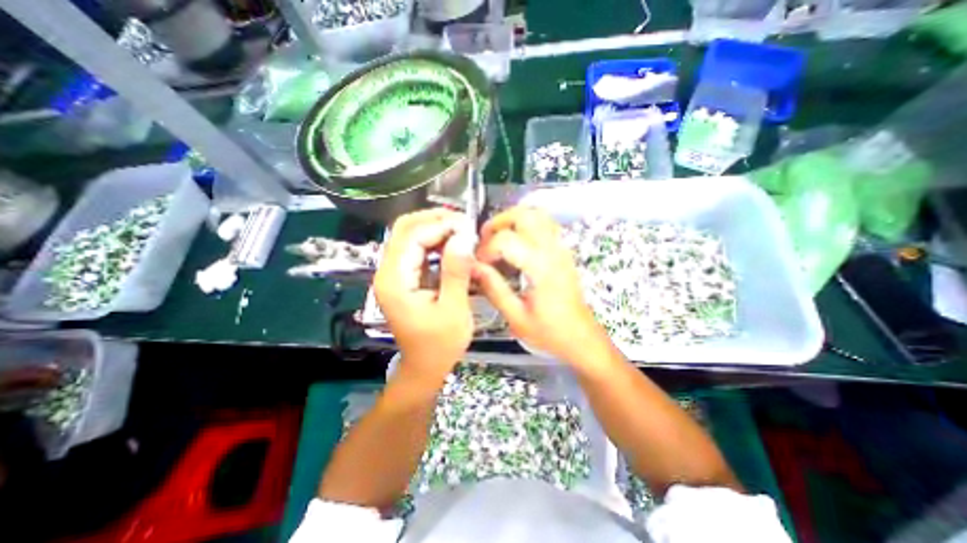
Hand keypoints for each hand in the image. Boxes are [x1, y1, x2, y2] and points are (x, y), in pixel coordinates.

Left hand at [374, 209, 475, 379]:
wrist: (425, 366)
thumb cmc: (440, 345)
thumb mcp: (454, 309)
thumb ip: (456, 272)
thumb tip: (463, 237)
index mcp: (395, 281)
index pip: (413, 236)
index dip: (440, 225)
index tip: (468, 226)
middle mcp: (388, 272)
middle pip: (405, 229)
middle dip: (435, 220)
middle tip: (465, 223)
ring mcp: (394, 273)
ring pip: (410, 235)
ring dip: (436, 228)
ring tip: (462, 230)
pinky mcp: (403, 277)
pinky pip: (417, 248)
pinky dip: (435, 241)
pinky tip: (453, 243)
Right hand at [470, 208, 601, 360]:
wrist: (581, 338)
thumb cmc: (550, 333)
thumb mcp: (516, 317)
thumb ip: (494, 289)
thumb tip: (474, 268)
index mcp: (541, 268)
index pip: (506, 240)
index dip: (486, 249)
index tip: (479, 264)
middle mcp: (553, 252)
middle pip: (524, 215)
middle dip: (499, 222)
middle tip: (484, 239)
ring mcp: (561, 249)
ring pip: (537, 214)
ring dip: (513, 219)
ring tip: (498, 237)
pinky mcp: (563, 252)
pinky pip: (545, 224)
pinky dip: (527, 224)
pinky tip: (517, 243)